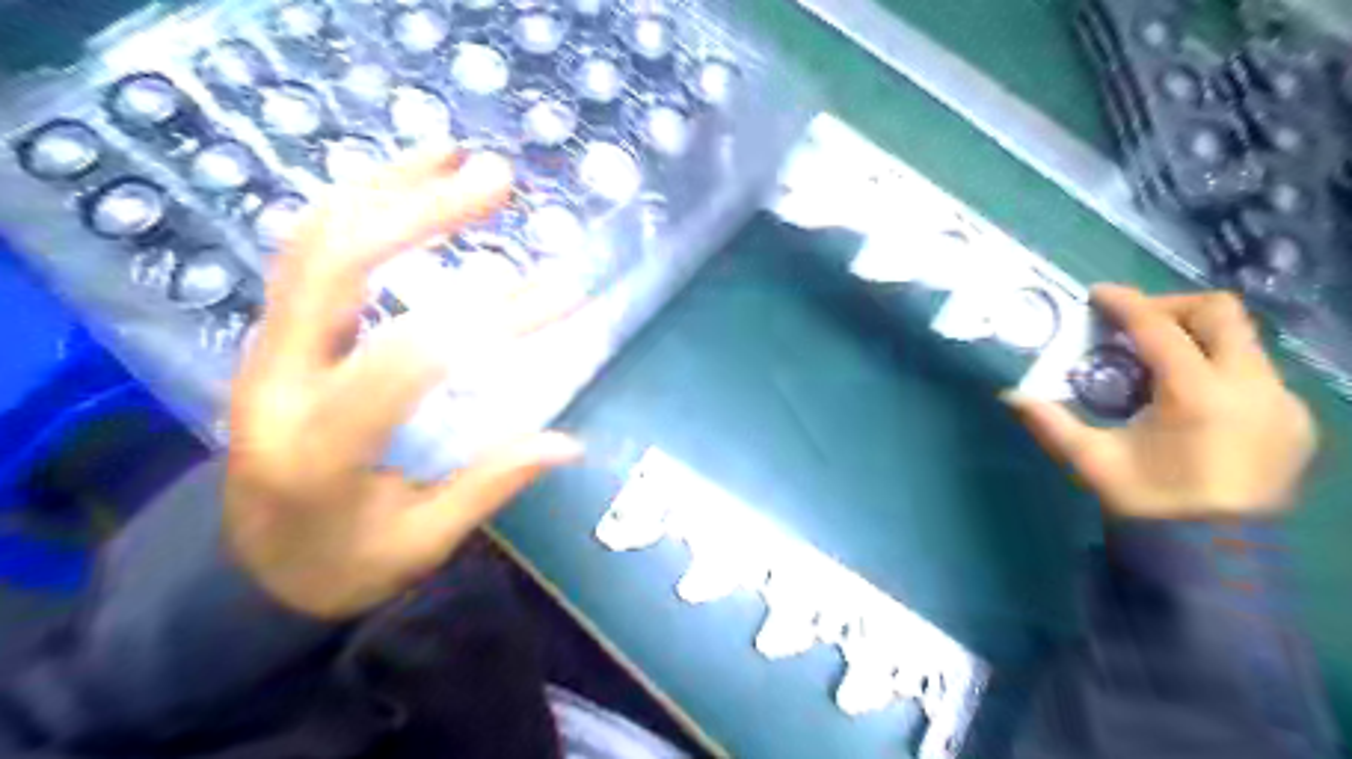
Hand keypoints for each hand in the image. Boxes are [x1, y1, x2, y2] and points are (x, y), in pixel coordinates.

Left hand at [228, 151, 585, 620]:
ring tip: (452, 155)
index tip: (565, 293)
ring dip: (384, 187)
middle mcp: (276, 381)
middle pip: (337, 265)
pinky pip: (306, 252)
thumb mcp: (420, 544)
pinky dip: (357, 205)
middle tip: (498, 179)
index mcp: (318, 447)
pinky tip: (406, 187)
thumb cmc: (341, 566)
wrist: (245, 570)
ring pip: (310, 240)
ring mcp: (264, 349)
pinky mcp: (272, 336)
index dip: (494, 319)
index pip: (409, 359)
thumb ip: (490, 486)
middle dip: (421, 212)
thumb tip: (568, 442)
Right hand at [1009, 284, 1316, 520]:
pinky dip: (1219, 365)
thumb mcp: (1091, 461)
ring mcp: (1282, 403)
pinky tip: (1190, 395)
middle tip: (1133, 323)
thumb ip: (1049, 423)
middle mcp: (1252, 388)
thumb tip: (1009, 395)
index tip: (1098, 294)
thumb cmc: (1148, 503)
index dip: (1126, 303)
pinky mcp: (1295, 420)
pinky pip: (1256, 371)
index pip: (1160, 329)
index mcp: (1198, 396)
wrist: (1215, 556)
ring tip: (1157, 360)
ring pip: (1243, 340)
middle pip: (1221, 314)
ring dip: (1196, 336)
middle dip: (1171, 306)